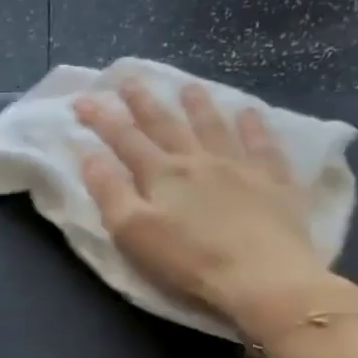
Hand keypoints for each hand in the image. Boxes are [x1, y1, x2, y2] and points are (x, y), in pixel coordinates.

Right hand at [74, 80, 356, 337]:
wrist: (264, 278)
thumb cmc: (189, 261)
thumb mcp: (133, 233)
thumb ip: (109, 191)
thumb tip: (88, 155)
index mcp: (161, 174)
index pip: (123, 138)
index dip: (100, 117)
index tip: (82, 98)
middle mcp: (198, 160)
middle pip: (166, 124)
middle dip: (143, 102)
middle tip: (129, 79)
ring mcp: (240, 167)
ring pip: (214, 127)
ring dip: (197, 105)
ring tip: (188, 86)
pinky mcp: (274, 183)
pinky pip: (262, 145)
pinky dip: (253, 126)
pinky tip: (249, 113)